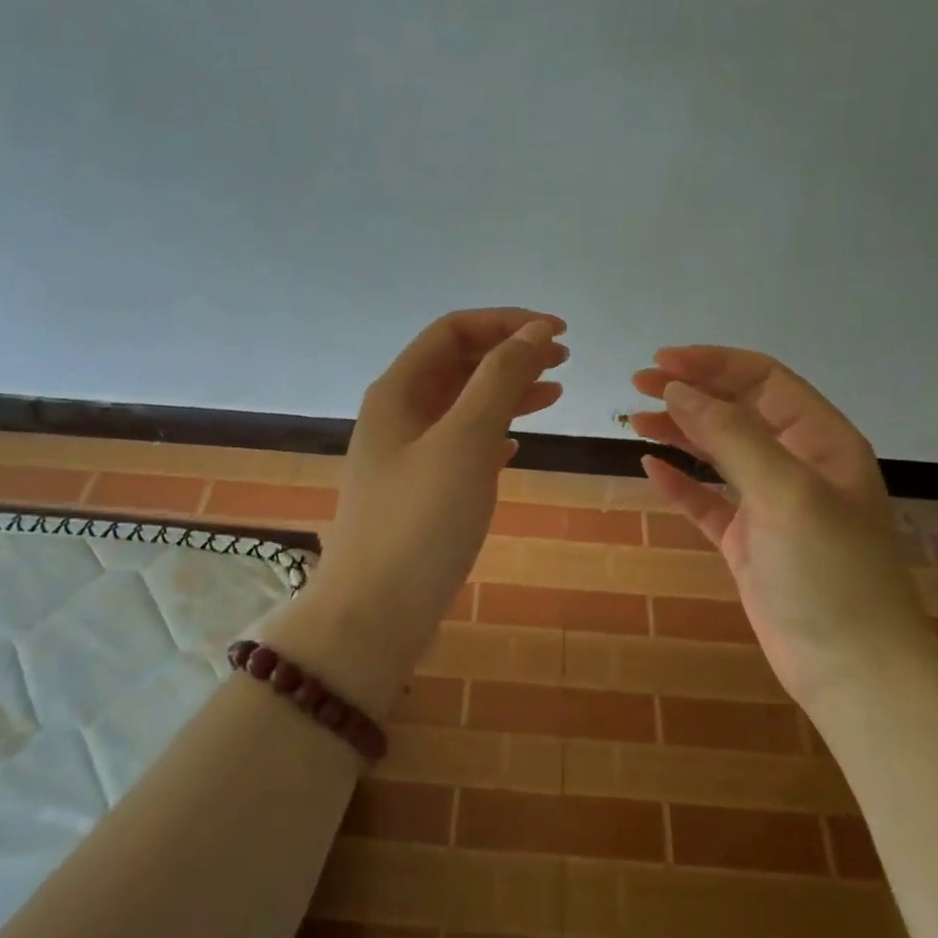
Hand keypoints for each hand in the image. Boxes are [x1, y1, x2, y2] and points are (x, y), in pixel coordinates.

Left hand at [278, 309, 566, 711]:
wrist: (374, 614)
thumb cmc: (420, 522)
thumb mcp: (465, 441)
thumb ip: (500, 380)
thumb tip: (534, 331)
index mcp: (398, 391)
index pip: (453, 331)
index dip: (506, 322)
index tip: (559, 333)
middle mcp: (397, 415)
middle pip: (457, 365)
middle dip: (509, 355)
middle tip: (563, 362)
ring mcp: (406, 457)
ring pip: (461, 407)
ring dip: (505, 394)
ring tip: (554, 396)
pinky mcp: (419, 494)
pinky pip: (459, 447)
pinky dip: (491, 436)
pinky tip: (515, 447)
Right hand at [630, 346, 937, 704]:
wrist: (851, 668)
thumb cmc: (828, 571)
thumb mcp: (786, 491)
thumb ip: (732, 436)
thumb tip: (679, 390)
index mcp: (822, 440)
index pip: (763, 381)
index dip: (713, 364)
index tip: (661, 363)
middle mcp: (797, 464)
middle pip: (737, 412)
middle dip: (690, 393)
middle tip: (638, 386)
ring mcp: (771, 505)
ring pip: (719, 454)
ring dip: (680, 433)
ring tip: (635, 419)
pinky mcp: (748, 542)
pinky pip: (708, 501)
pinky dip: (680, 484)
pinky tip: (651, 468)